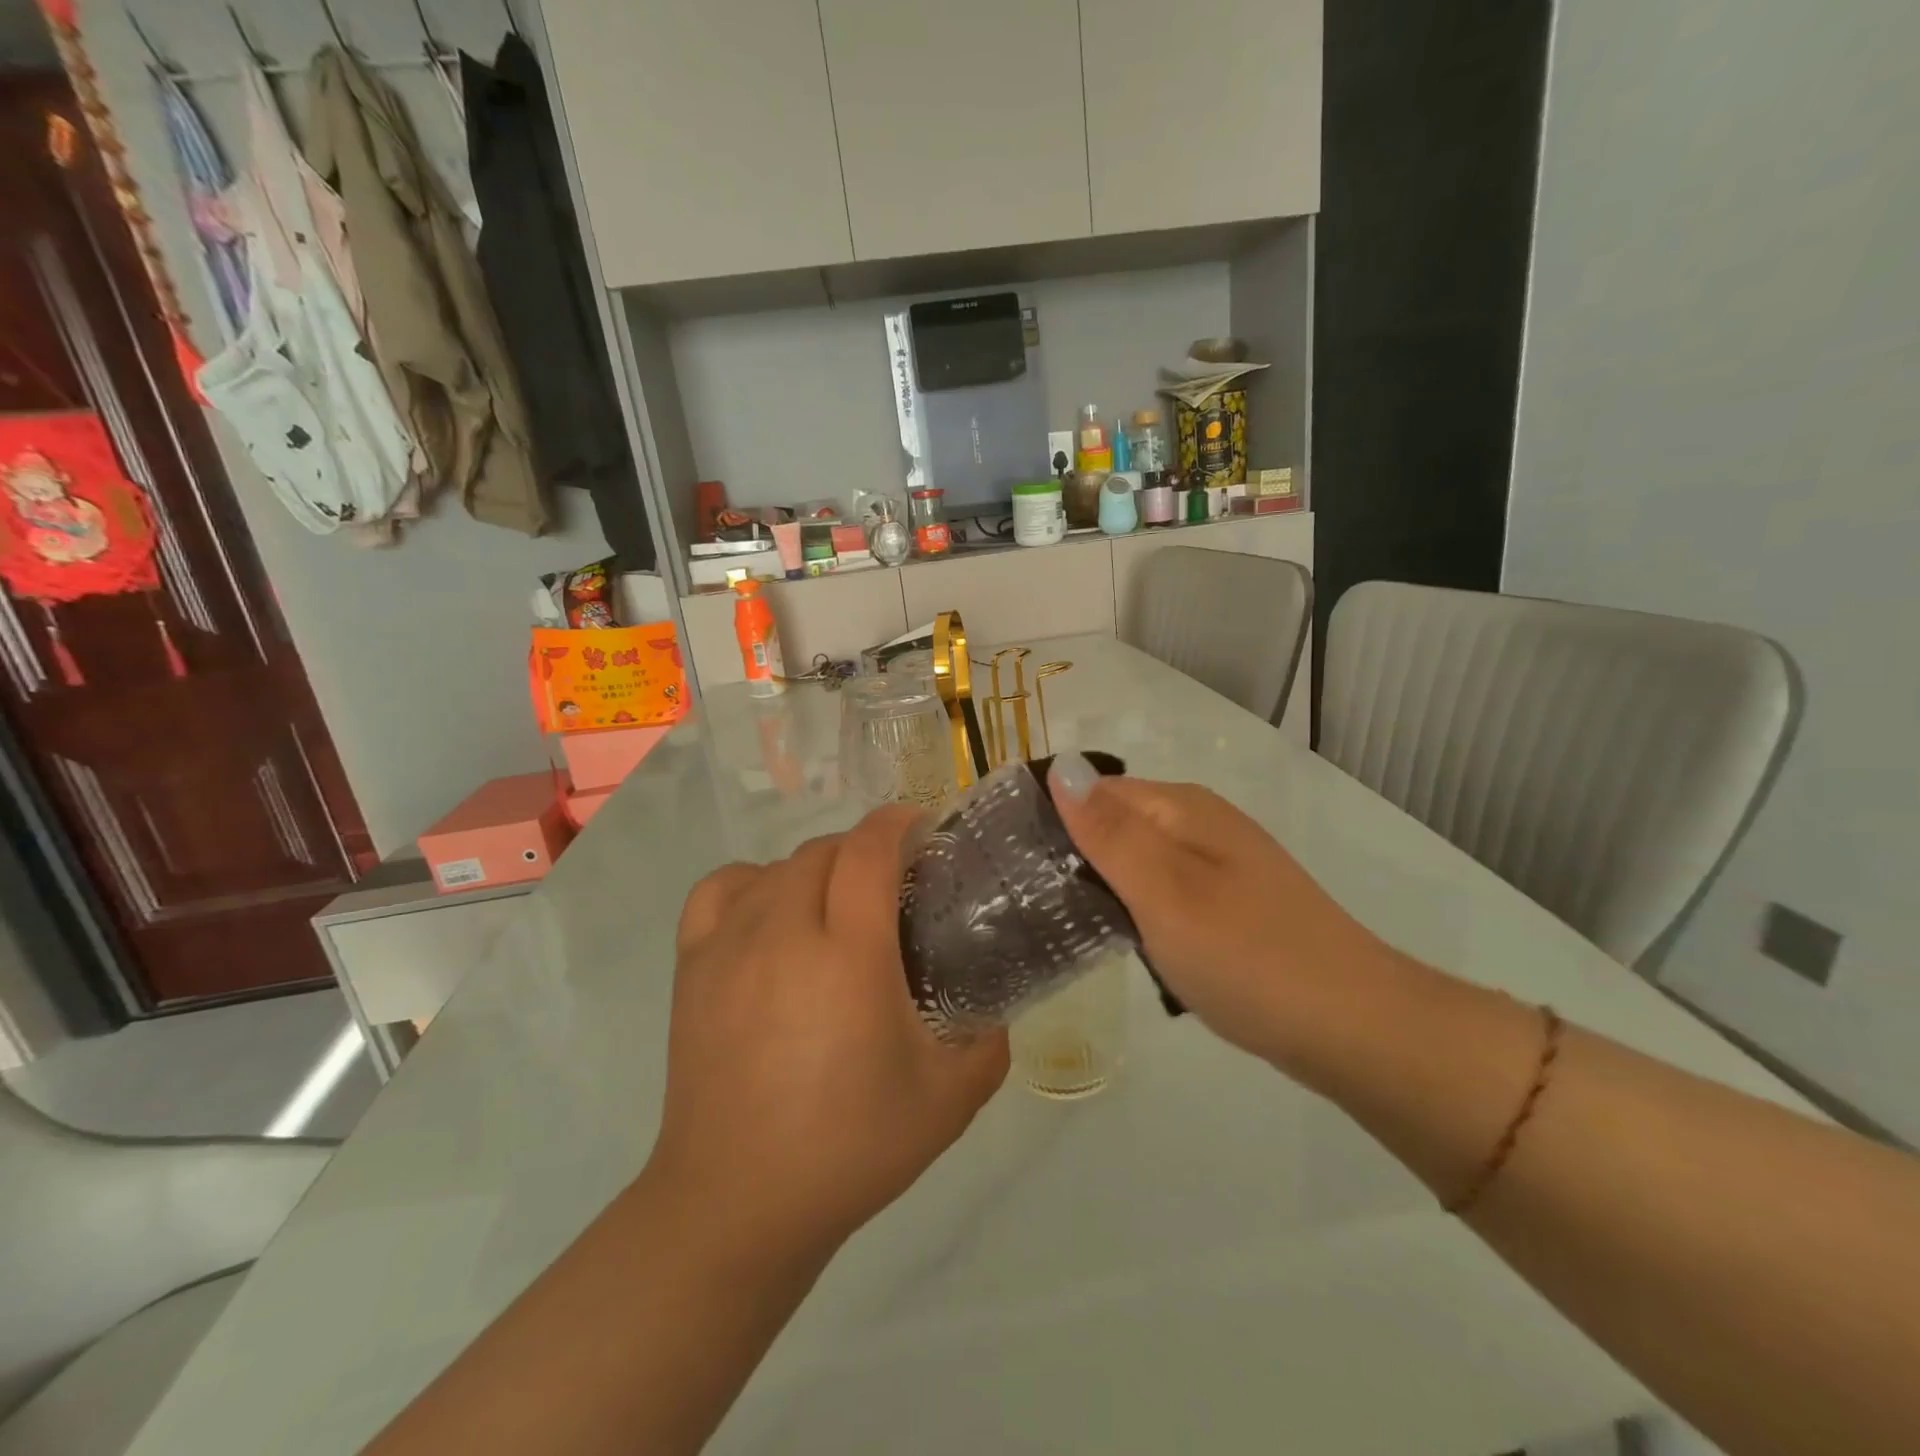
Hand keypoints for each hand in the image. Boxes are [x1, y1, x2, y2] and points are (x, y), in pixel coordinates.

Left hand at [649, 806, 1008, 1266]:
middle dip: (863, 849)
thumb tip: (995, 1006)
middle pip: (823, 850)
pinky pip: (720, 889)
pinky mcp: (692, 966)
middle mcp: (784, 934)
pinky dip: (753, 883)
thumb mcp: (949, 1100)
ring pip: (777, 866)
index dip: (898, 823)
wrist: (736, 1204)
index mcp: (849, 957)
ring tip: (835, 904)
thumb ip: (989, 1042)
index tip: (922, 828)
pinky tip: (770, 912)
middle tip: (891, 884)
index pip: (869, 851)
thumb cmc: (849, 1149)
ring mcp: (729, 946)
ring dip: (816, 867)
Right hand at [1047, 754, 1385, 1075]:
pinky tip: (1120, 938)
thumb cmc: (1247, 955)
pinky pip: (1162, 891)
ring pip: (1137, 860)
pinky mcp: (1229, 906)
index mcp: (1183, 808)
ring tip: (1059, 920)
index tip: (1007, 861)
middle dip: (1073, 853)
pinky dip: (1135, 908)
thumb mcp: (1164, 891)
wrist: (1352, 1027)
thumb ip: (1109, 832)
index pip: (1094, 791)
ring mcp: (1219, 866)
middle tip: (1027, 899)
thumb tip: (1059, 766)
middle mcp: (1201, 825)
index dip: (1051, 818)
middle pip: (1115, 822)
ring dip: (1101, 884)